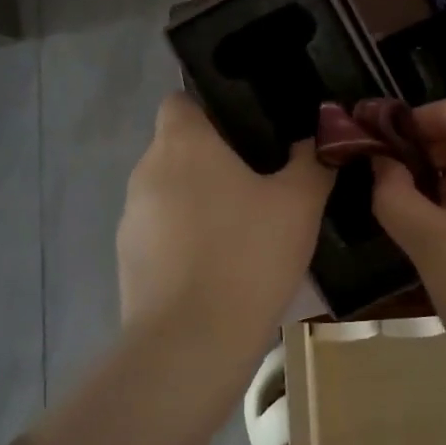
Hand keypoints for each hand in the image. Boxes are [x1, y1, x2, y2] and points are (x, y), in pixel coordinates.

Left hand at [117, 94, 333, 349]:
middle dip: (213, 159)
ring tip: (242, 229)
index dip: (210, 108)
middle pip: (177, 148)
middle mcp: (146, 172)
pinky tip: (218, 267)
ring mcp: (131, 219)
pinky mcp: (127, 262)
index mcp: (182, 144)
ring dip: (198, 201)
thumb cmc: (247, 255)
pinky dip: (184, 239)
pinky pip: (160, 233)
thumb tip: (319, 137)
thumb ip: (312, 161)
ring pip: (168, 192)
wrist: (192, 344)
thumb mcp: (299, 203)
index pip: (179, 101)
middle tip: (260, 181)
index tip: (247, 131)